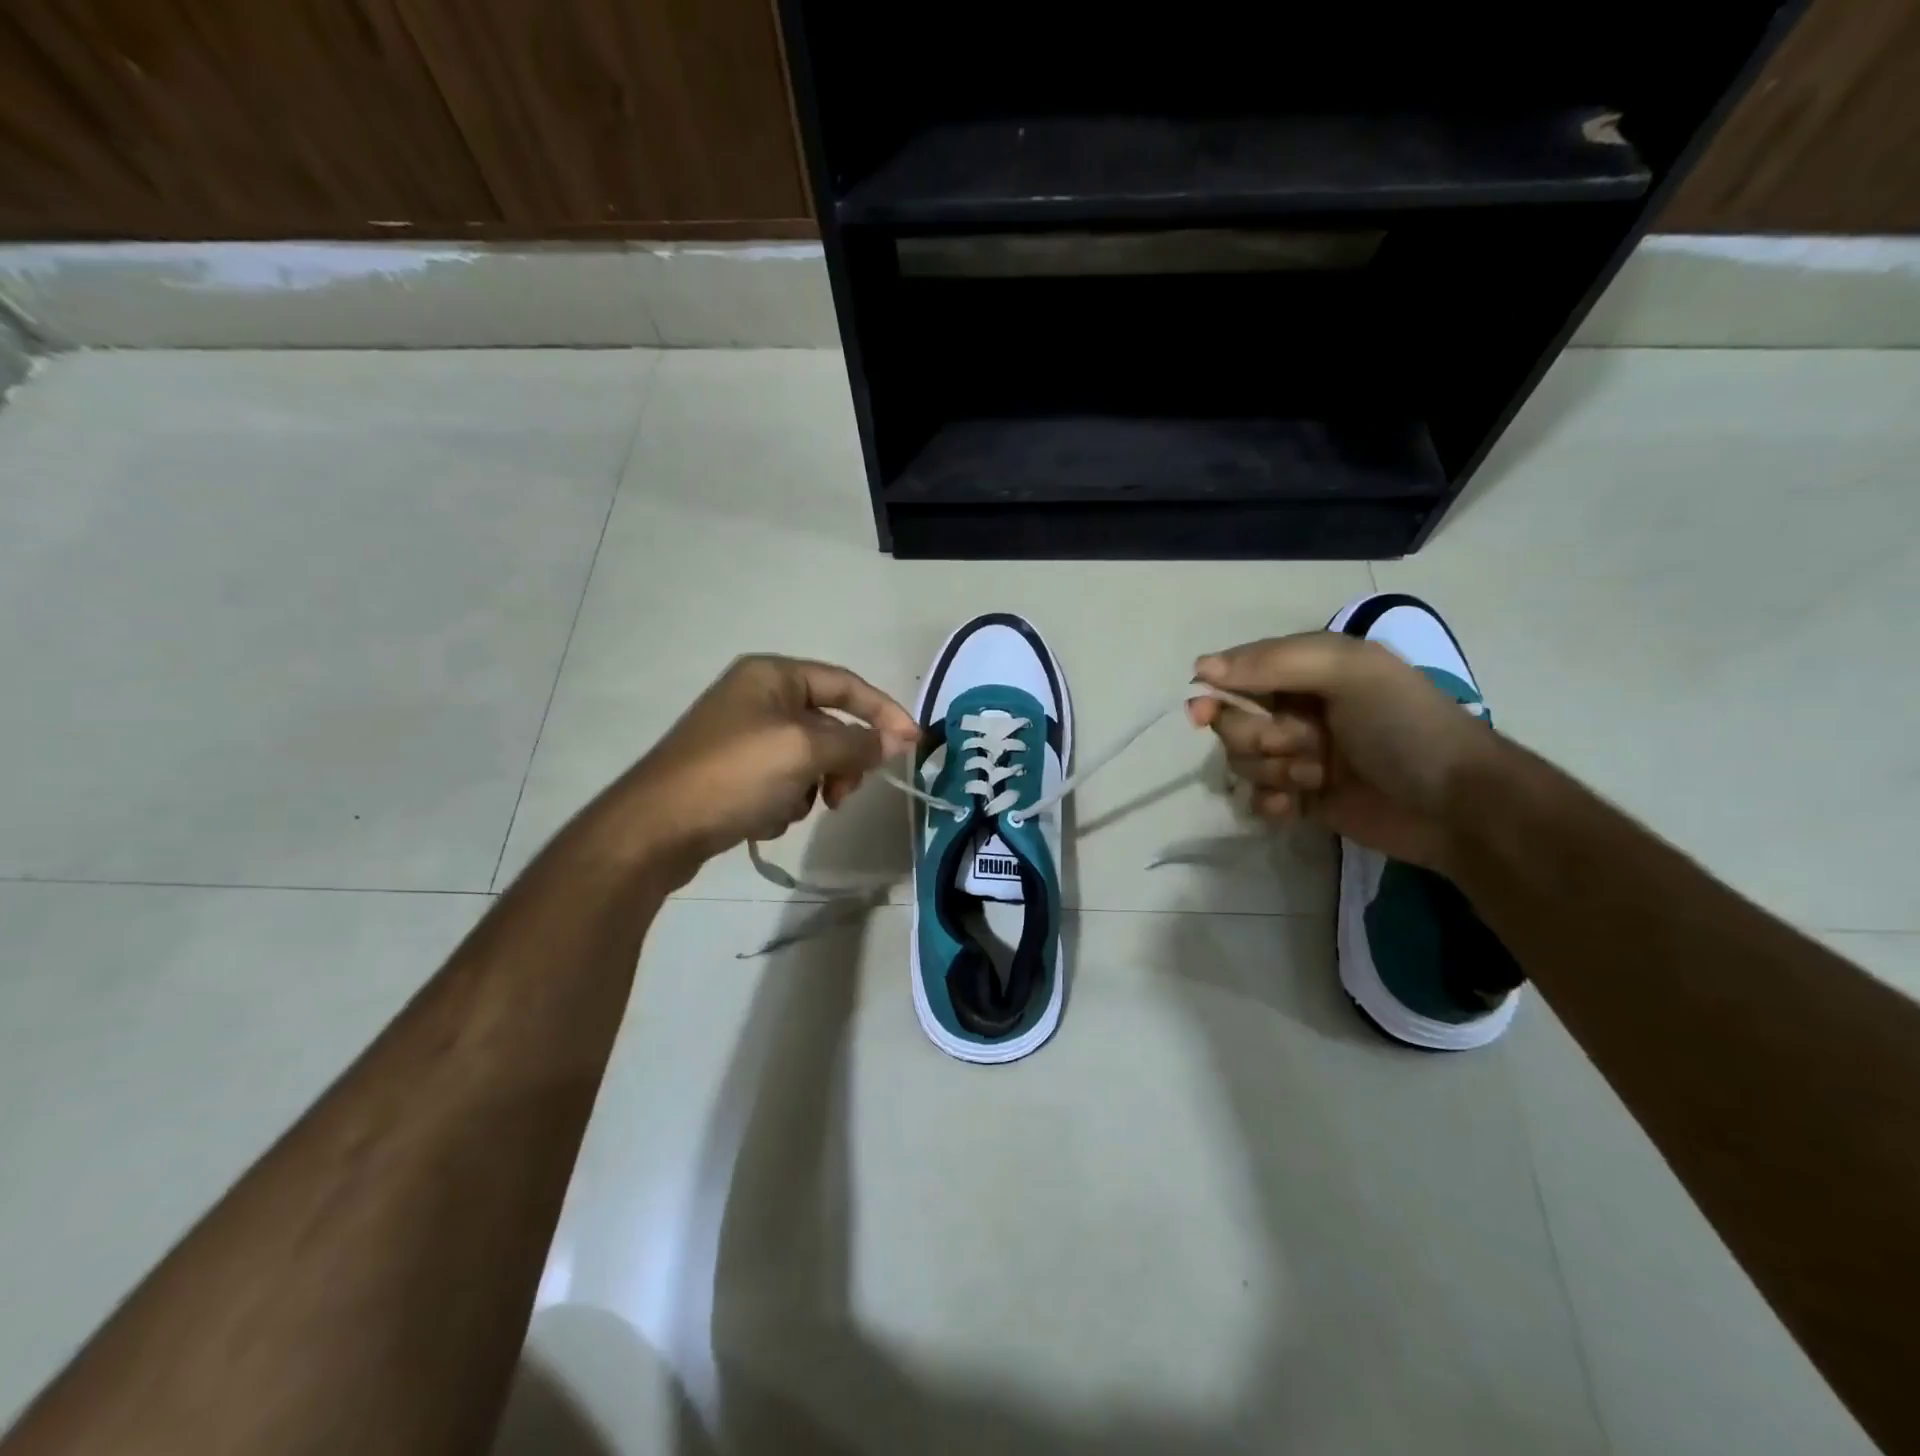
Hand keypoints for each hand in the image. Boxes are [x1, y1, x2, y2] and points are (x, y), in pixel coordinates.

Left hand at [622, 654, 918, 881]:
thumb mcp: (804, 751)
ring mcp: (743, 736)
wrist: (656, 830)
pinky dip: (783, 802)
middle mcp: (758, 697)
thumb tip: (900, 739)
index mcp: (773, 675)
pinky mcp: (733, 773)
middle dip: (841, 762)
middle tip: (842, 795)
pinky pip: (782, 782)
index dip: (885, 712)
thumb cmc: (734, 775)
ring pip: (809, 759)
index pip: (847, 685)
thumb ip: (858, 742)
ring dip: (810, 787)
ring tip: (788, 809)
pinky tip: (761, 819)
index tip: (914, 744)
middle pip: (829, 725)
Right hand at [1188, 632, 1502, 871]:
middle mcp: (1298, 710)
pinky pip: (1257, 798)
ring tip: (1316, 777)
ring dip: (1273, 771)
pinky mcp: (1303, 800)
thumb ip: (1275, 663)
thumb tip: (1201, 668)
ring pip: (1243, 762)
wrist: (1456, 806)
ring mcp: (1300, 756)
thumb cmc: (1404, 726)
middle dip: (1257, 737)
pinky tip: (1296, 808)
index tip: (1201, 711)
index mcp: (1309, 671)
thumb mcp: (1349, 672)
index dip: (1217, 693)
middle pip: (1234, 722)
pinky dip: (1271, 803)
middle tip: (1298, 744)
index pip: (1239, 674)